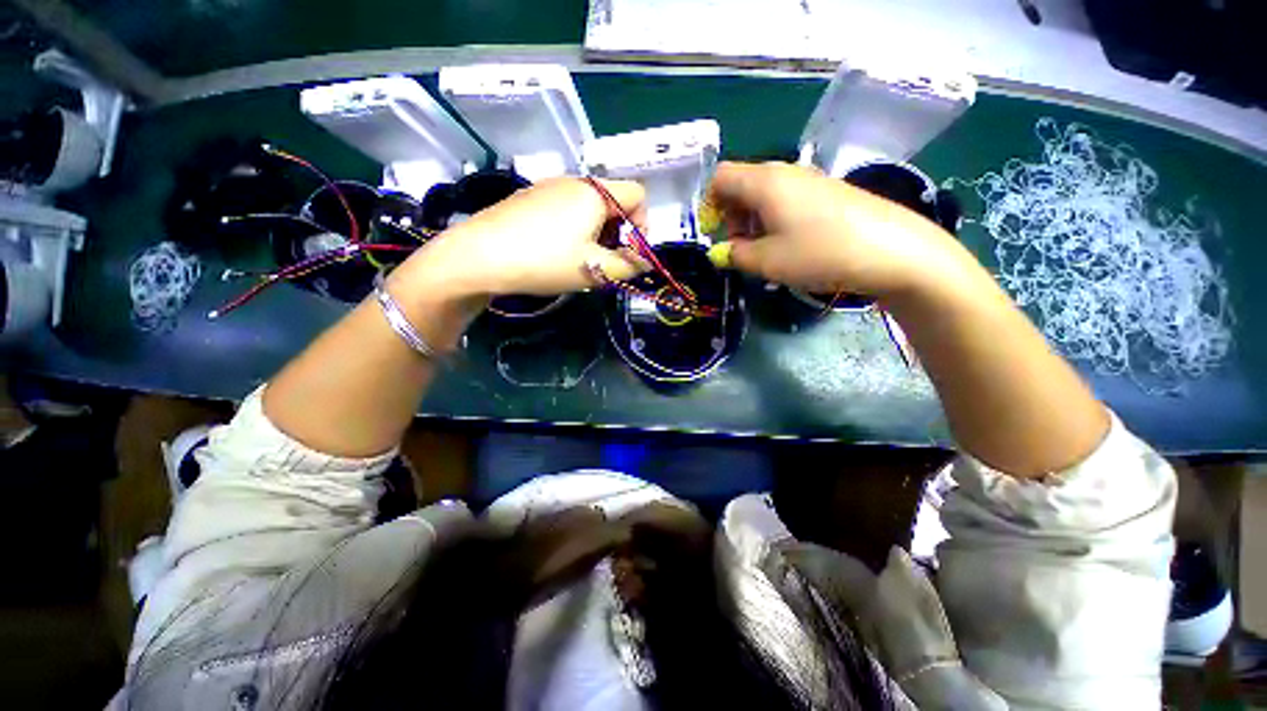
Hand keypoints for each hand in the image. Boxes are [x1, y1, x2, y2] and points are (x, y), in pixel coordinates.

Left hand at [405, 177, 648, 298]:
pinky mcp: (530, 198)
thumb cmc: (546, 260)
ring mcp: (548, 186)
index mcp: (595, 192)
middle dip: (620, 231)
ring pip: (589, 205)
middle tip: (607, 260)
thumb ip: (629, 266)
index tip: (631, 252)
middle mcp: (574, 181)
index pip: (638, 194)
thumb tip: (645, 262)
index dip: (643, 223)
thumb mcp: (595, 269)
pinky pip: (566, 208)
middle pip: (613, 199)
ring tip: (582, 259)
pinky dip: (574, 228)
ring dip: (597, 231)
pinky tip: (557, 250)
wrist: (479, 256)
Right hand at [707, 161, 965, 299]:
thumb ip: (734, 255)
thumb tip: (720, 252)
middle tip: (739, 248)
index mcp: (764, 182)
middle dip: (731, 215)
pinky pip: (787, 199)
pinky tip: (790, 243)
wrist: (892, 250)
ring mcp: (810, 179)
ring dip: (753, 220)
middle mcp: (785, 172)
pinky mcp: (828, 192)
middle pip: (742, 184)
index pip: (720, 177)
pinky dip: (775, 219)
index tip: (714, 234)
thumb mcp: (767, 261)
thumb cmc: (819, 252)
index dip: (709, 204)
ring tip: (764, 250)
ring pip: (765, 193)